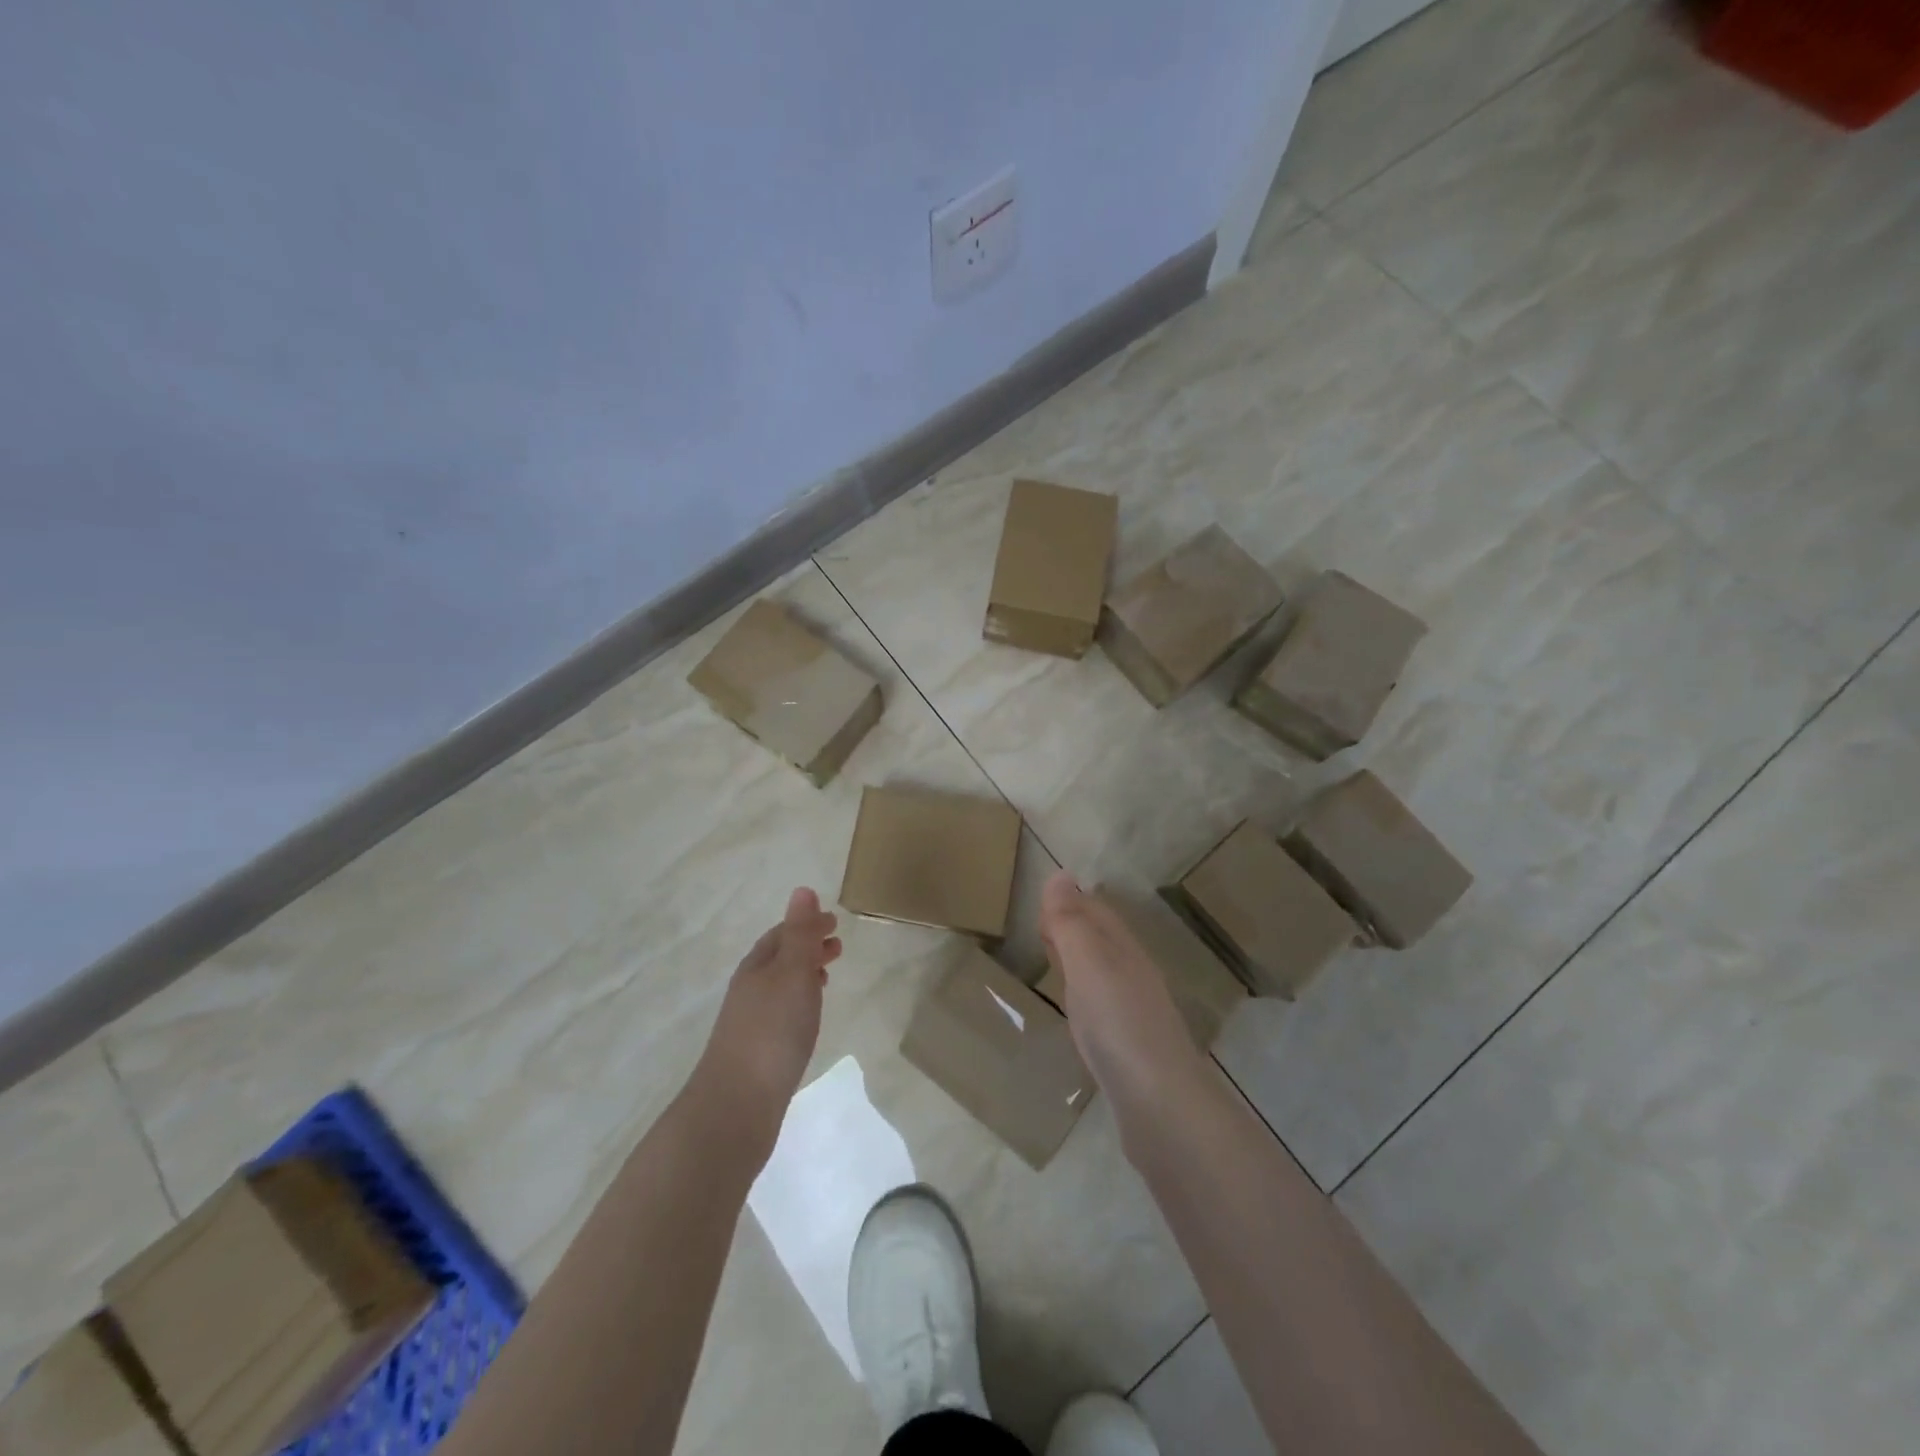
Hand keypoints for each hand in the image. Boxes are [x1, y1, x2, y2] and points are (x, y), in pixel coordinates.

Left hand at [696, 888, 841, 1120]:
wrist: (737, 1105)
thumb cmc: (772, 1031)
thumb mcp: (792, 973)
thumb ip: (800, 933)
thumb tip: (802, 889)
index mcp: (757, 966)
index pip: (783, 933)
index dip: (807, 924)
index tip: (835, 921)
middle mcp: (750, 988)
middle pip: (779, 957)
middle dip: (807, 946)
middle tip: (838, 946)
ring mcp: (750, 1021)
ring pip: (780, 986)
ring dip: (804, 974)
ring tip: (828, 977)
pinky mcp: (756, 1051)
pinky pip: (781, 1011)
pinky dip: (799, 1001)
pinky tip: (808, 1018)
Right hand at [1039, 872, 1210, 1124]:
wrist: (1161, 1106)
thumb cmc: (1119, 1024)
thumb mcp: (1088, 963)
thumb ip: (1071, 922)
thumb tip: (1060, 874)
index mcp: (1124, 951)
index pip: (1097, 913)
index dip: (1070, 903)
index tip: (1040, 903)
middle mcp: (1134, 976)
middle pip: (1102, 941)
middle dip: (1075, 927)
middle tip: (1041, 926)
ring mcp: (1135, 1014)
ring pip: (1103, 974)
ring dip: (1079, 962)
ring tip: (1053, 961)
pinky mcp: (1130, 1050)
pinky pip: (1103, 1008)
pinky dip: (1084, 997)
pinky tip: (1077, 1013)